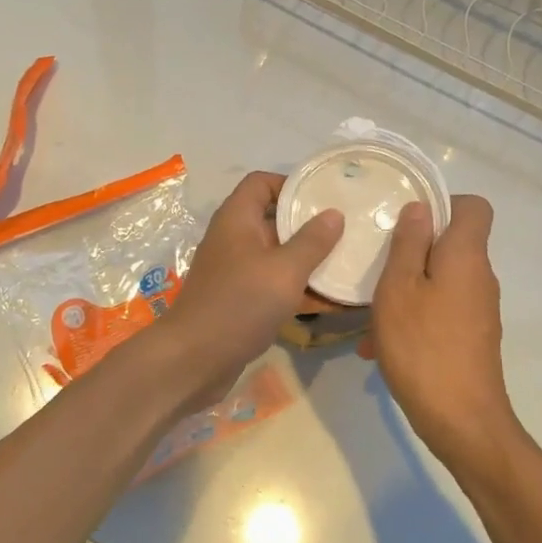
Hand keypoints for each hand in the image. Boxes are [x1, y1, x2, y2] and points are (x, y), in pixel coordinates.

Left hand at [160, 172, 343, 409]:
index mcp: (237, 219)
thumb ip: (312, 241)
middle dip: (309, 225)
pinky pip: (274, 284)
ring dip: (308, 260)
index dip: (291, 184)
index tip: (324, 197)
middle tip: (346, 230)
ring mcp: (235, 271)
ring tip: (346, 263)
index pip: (261, 183)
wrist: (194, 360)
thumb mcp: (284, 270)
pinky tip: (331, 301)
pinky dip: (298, 288)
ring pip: (277, 255)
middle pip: (273, 219)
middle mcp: (234, 239)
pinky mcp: (240, 300)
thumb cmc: (239, 304)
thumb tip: (334, 213)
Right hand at [364, 195, 523, 479]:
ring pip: (439, 281)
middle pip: (451, 244)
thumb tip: (420, 208)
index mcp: (466, 256)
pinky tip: (379, 348)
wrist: (462, 422)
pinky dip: (412, 319)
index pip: (474, 207)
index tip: (407, 221)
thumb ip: (408, 243)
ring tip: (369, 317)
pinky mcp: (471, 338)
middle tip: (375, 266)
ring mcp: (478, 310)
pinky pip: (439, 312)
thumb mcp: (399, 288)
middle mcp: (480, 277)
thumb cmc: (422, 346)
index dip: (442, 204)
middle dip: (411, 251)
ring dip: (404, 291)